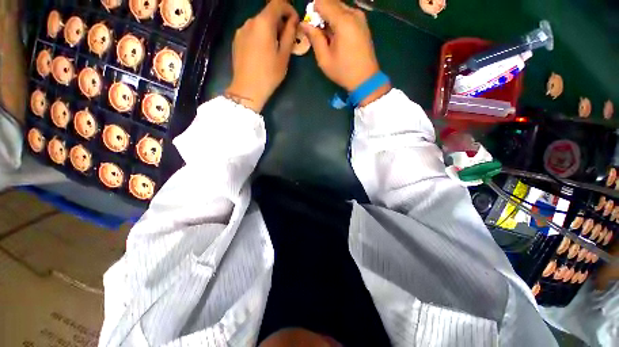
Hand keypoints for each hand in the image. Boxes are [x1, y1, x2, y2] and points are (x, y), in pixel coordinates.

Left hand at [226, 0, 298, 112]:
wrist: (247, 89)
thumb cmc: (269, 74)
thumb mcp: (284, 56)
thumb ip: (289, 35)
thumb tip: (293, 21)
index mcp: (264, 23)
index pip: (278, 4)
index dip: (289, 9)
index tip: (295, 22)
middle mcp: (250, 21)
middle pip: (267, 13)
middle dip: (279, 22)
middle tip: (286, 39)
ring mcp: (241, 30)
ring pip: (259, 23)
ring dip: (269, 30)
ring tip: (274, 48)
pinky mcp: (236, 39)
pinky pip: (251, 32)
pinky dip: (260, 36)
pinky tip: (262, 52)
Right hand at [301, 0, 389, 105]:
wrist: (365, 79)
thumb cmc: (343, 71)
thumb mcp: (324, 59)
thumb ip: (314, 37)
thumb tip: (305, 24)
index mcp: (343, 21)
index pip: (322, 2)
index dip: (313, 11)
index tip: (311, 26)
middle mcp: (353, 13)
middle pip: (331, 2)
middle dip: (321, 13)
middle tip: (318, 32)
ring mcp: (360, 17)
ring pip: (339, 6)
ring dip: (330, 16)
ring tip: (327, 36)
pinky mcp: (363, 23)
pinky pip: (346, 13)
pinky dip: (338, 19)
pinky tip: (336, 35)